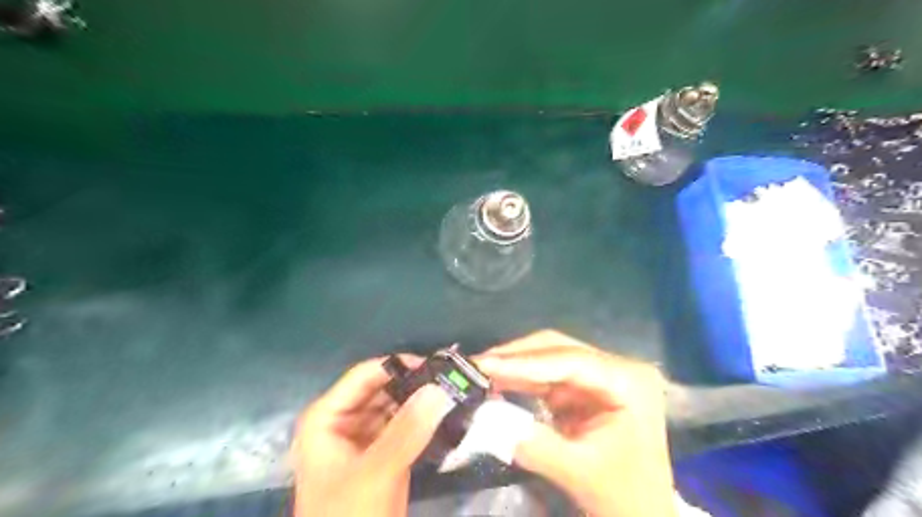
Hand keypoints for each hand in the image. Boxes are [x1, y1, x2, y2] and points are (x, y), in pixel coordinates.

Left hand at [292, 357, 451, 515]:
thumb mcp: (375, 472)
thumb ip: (407, 430)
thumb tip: (439, 388)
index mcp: (327, 416)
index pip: (365, 375)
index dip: (399, 365)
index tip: (437, 365)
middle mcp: (343, 420)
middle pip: (382, 388)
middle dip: (414, 384)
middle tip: (452, 378)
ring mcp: (363, 437)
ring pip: (395, 407)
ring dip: (421, 401)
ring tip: (454, 392)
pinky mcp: (381, 453)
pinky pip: (403, 427)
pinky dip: (422, 421)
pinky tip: (446, 414)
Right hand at [479, 331, 675, 516]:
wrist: (644, 512)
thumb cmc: (624, 494)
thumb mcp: (580, 471)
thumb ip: (536, 445)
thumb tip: (489, 421)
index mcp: (629, 380)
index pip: (570, 361)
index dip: (524, 362)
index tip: (485, 364)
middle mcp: (616, 367)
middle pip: (558, 349)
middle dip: (516, 357)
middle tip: (477, 363)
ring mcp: (601, 375)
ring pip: (549, 357)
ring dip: (515, 365)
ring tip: (480, 370)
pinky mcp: (586, 387)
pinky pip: (548, 375)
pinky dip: (522, 379)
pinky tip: (498, 382)